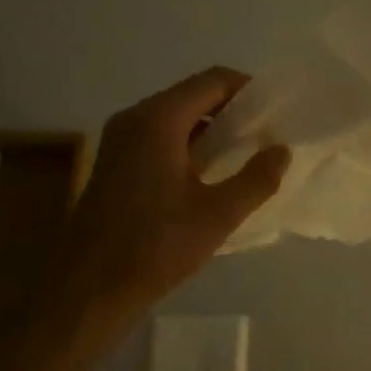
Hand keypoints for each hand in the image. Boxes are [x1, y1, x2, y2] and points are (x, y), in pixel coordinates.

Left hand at [47, 67, 289, 331]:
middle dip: (233, 110)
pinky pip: (160, 137)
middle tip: (267, 136)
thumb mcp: (217, 216)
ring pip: (176, 117)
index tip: (278, 113)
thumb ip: (256, 179)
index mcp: (158, 120)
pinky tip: (210, 175)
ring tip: (246, 156)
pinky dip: (189, 144)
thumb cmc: (154, 247)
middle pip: (193, 95)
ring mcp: (120, 140)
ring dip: (211, 129)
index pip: (213, 81)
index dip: (249, 90)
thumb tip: (282, 150)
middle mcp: (135, 118)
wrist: (88, 289)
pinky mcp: (115, 162)